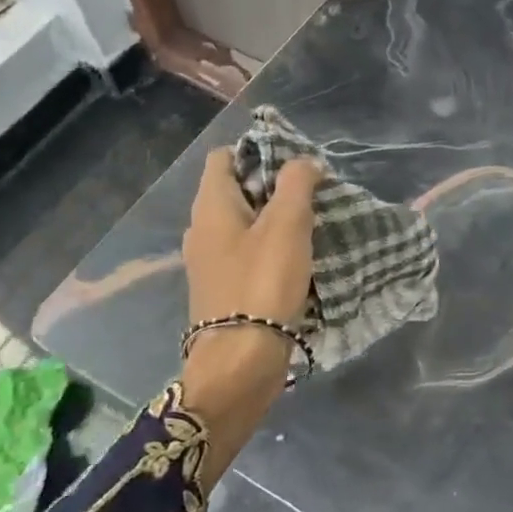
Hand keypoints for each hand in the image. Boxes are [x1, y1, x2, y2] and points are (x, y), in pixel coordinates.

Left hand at [181, 149, 320, 409]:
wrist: (241, 361)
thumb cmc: (262, 282)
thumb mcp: (288, 224)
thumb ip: (297, 183)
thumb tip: (305, 162)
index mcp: (210, 206)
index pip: (223, 157)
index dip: (256, 150)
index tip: (294, 162)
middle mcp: (201, 229)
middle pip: (234, 189)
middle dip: (271, 185)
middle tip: (310, 192)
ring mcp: (209, 262)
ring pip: (242, 223)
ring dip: (273, 218)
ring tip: (310, 223)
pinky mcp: (222, 288)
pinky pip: (245, 252)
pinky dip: (268, 246)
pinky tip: (296, 257)